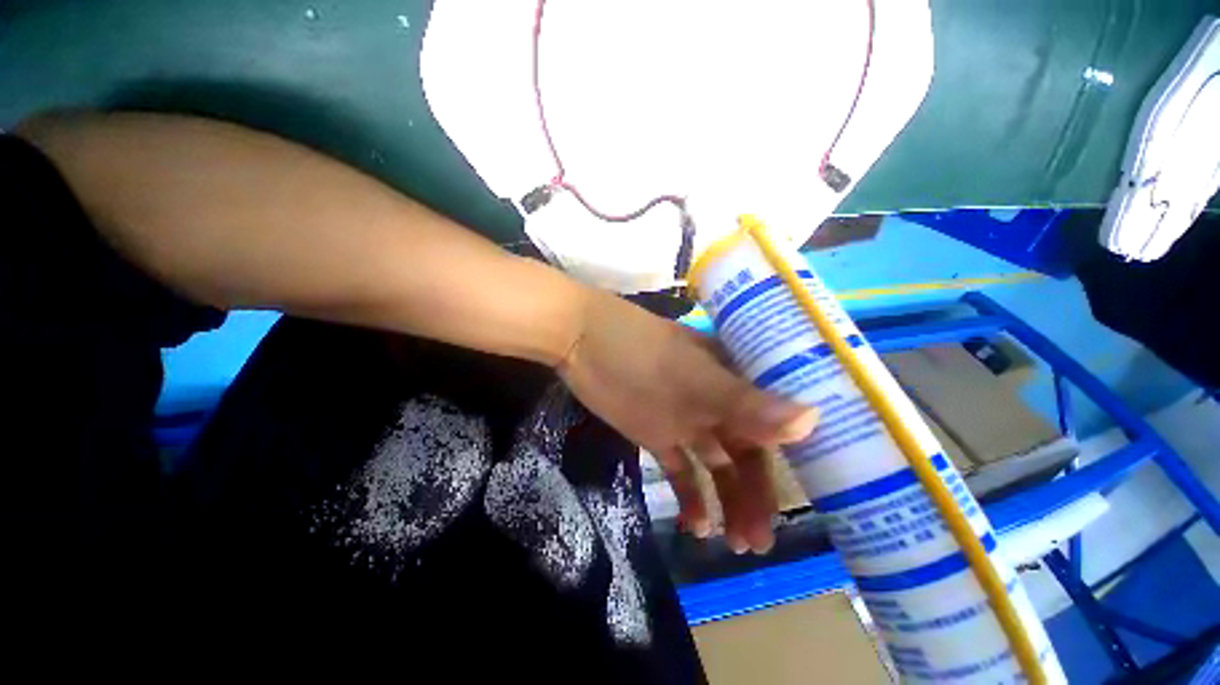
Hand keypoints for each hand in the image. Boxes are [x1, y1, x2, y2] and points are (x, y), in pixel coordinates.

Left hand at [559, 288, 817, 553]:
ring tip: (735, 544)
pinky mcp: (656, 433)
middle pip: (744, 452)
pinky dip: (689, 496)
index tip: (808, 502)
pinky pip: (680, 468)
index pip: (772, 424)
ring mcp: (684, 418)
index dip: (790, 462)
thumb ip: (746, 402)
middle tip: (759, 541)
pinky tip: (696, 526)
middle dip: (754, 496)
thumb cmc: (641, 354)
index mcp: (732, 380)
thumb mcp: (694, 378)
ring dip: (725, 502)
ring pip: (715, 465)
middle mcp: (715, 401)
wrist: (582, 341)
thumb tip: (814, 420)